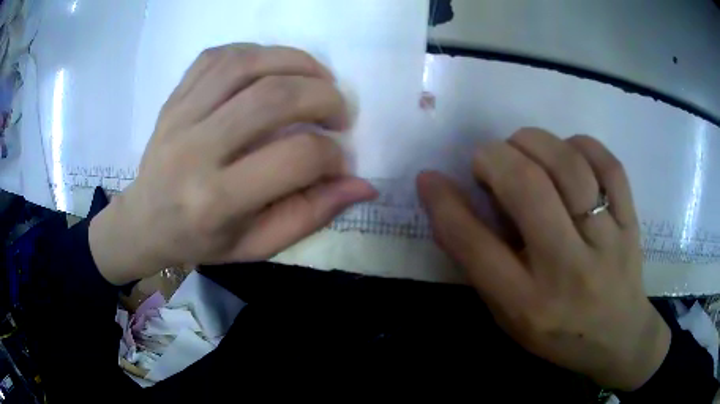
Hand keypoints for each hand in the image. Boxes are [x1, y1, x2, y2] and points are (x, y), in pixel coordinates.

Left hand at [89, 44, 376, 284]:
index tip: (338, 161)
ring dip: (297, 62)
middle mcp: (195, 150)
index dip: (332, 156)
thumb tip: (363, 186)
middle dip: (324, 97)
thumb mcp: (256, 245)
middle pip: (274, 98)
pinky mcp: (175, 97)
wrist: (144, 221)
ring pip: (248, 63)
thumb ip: (310, 215)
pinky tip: (272, 67)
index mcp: (216, 200)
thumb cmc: (200, 241)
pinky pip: (219, 56)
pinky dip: (256, 52)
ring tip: (317, 79)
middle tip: (338, 112)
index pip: (295, 159)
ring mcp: (180, 115)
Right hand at [417, 128, 669, 390]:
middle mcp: (568, 271)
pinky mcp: (630, 222)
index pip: (475, 246)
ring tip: (522, 148)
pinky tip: (568, 152)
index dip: (444, 204)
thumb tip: (452, 204)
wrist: (619, 338)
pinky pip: (609, 165)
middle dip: (494, 158)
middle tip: (487, 159)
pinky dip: (581, 145)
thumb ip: (482, 265)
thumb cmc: (558, 334)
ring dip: (534, 142)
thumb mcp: (509, 316)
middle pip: (527, 189)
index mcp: (528, 304)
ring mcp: (607, 242)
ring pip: (569, 166)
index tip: (429, 177)